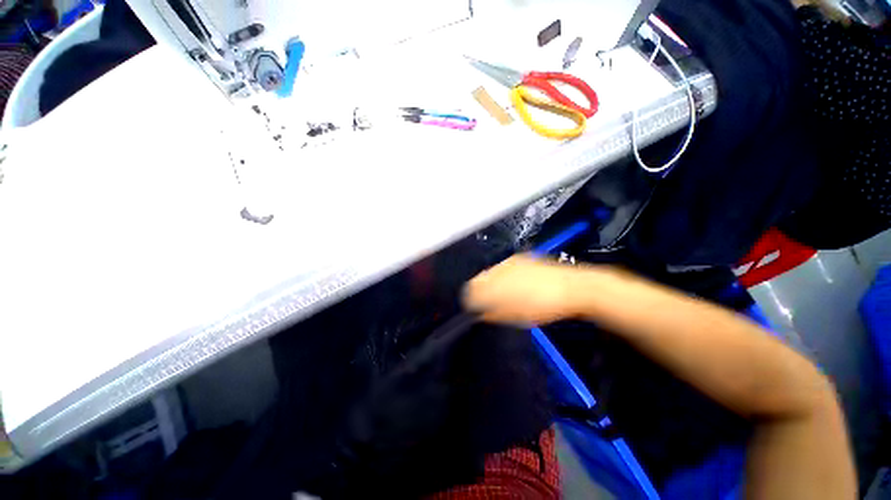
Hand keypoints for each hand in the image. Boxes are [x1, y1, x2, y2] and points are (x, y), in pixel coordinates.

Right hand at [463, 255, 582, 325]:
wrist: (572, 288)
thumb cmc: (542, 306)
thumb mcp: (514, 316)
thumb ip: (492, 313)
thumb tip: (480, 313)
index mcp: (494, 283)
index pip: (471, 289)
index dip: (471, 300)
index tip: (475, 309)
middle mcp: (498, 268)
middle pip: (478, 278)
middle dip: (480, 290)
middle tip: (488, 303)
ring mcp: (510, 261)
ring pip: (491, 272)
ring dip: (491, 283)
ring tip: (503, 295)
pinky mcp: (521, 258)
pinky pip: (504, 267)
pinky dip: (504, 276)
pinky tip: (515, 284)